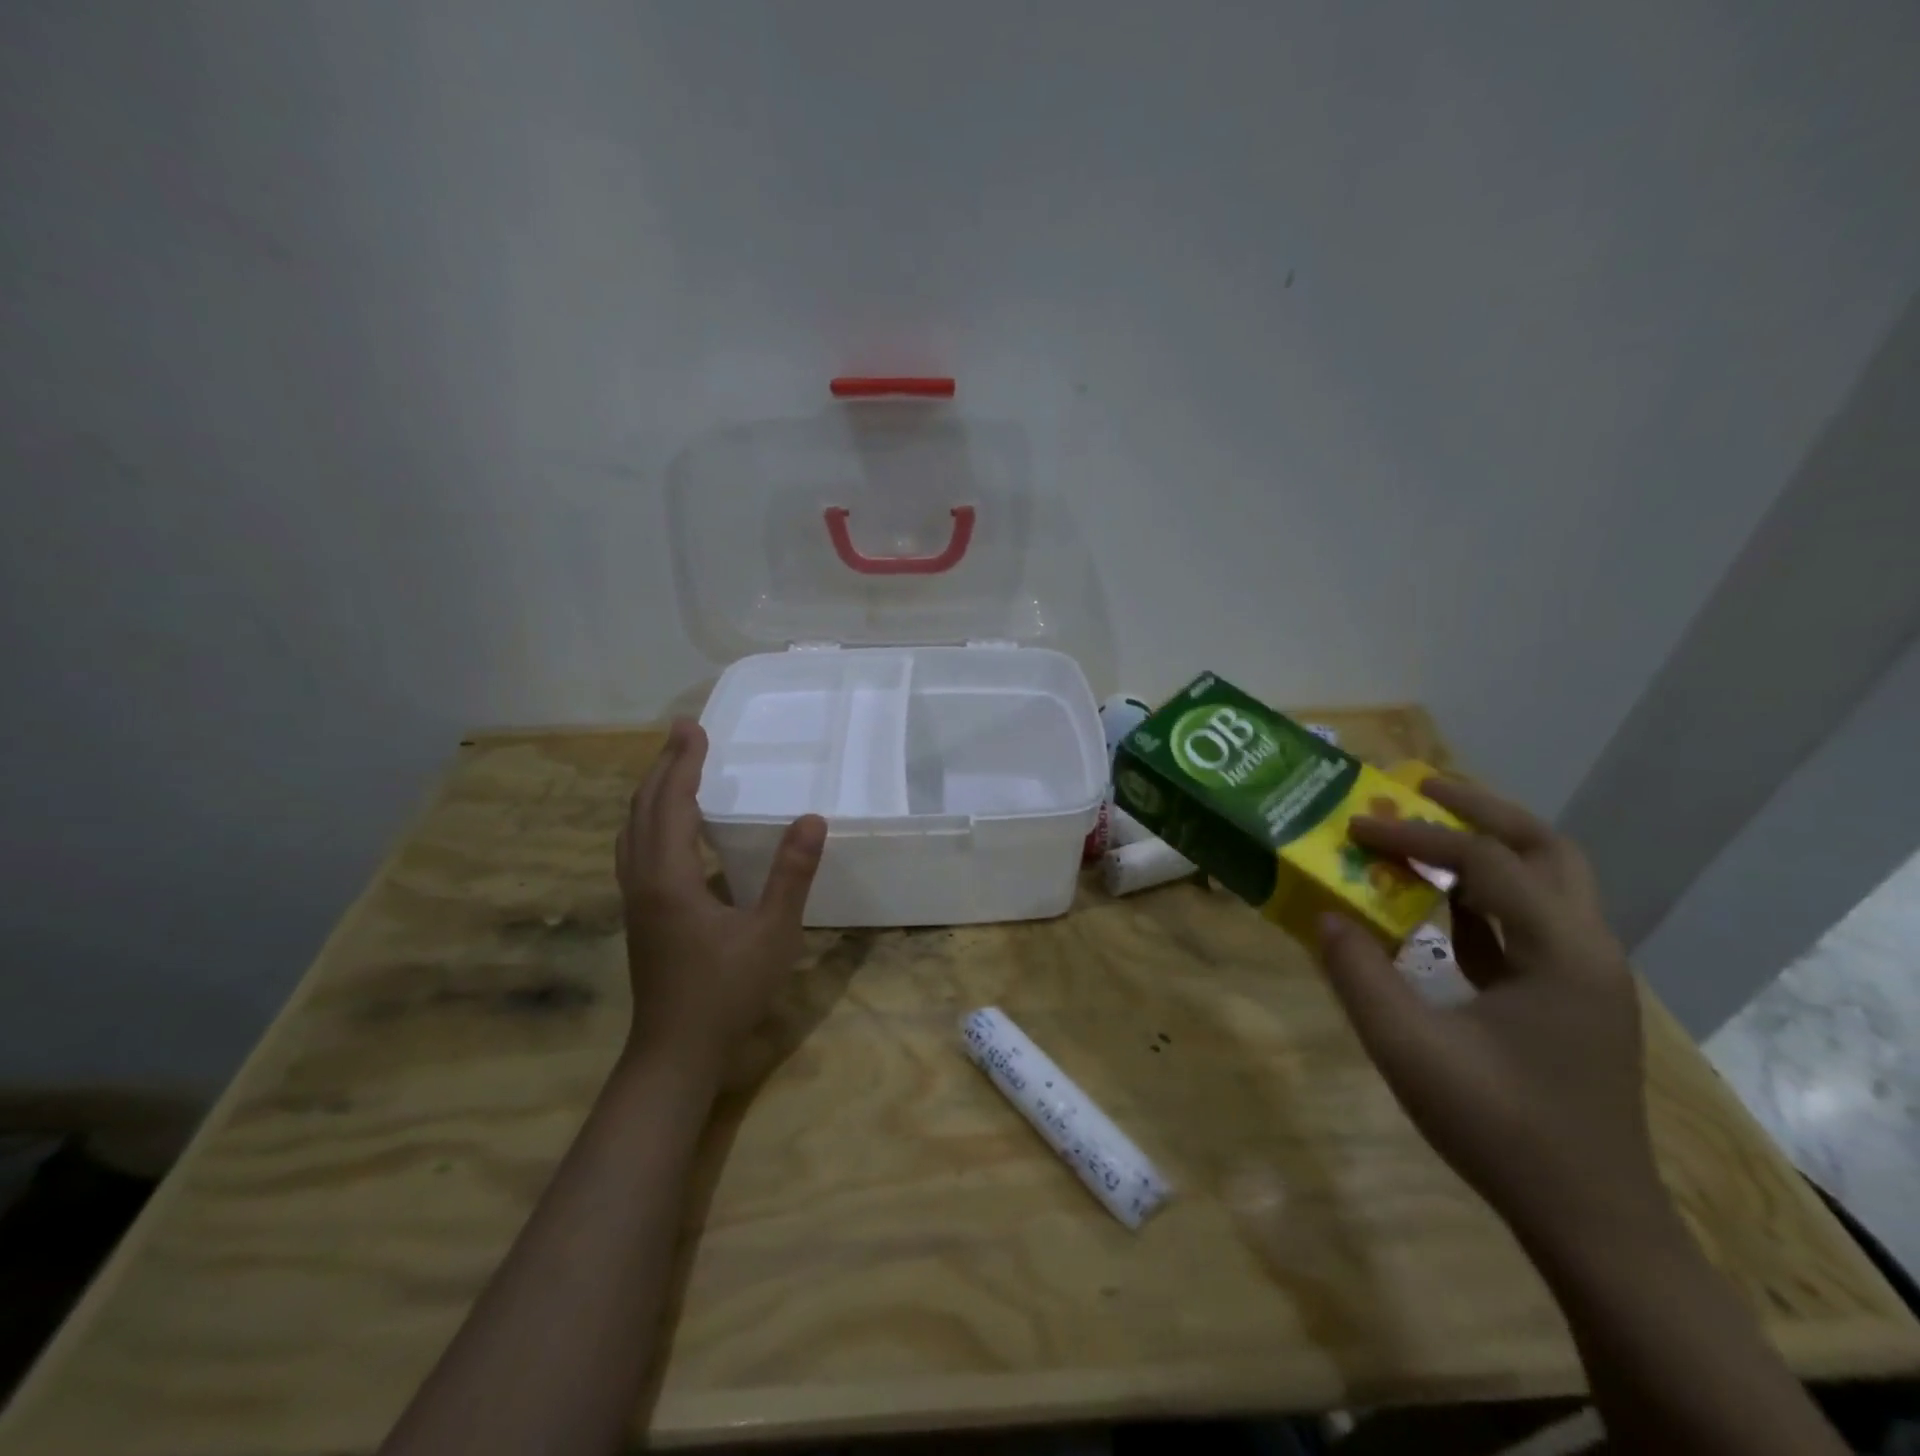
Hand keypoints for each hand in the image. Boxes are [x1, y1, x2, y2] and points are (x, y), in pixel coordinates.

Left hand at [614, 719, 826, 1083]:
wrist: (675, 1051)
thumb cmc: (727, 991)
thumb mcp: (773, 932)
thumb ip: (791, 874)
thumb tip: (811, 819)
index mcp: (670, 878)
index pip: (671, 803)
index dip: (683, 763)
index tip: (693, 727)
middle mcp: (643, 880)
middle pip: (642, 809)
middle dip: (662, 767)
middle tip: (683, 734)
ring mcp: (635, 899)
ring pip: (632, 831)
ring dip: (650, 792)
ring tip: (673, 768)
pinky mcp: (640, 915)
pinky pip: (635, 850)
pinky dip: (649, 821)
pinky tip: (671, 829)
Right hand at [1315, 776, 1665, 1249]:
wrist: (1592, 1223)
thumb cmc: (1502, 1130)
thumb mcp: (1409, 1050)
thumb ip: (1359, 975)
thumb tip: (1324, 916)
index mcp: (1561, 952)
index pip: (1485, 862)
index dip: (1414, 837)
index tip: (1353, 826)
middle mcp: (1586, 949)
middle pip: (1546, 849)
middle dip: (1481, 809)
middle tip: (1418, 788)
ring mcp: (1583, 976)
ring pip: (1546, 882)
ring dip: (1487, 848)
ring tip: (1424, 833)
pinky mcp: (1568, 999)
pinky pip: (1528, 923)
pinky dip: (1485, 896)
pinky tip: (1437, 904)